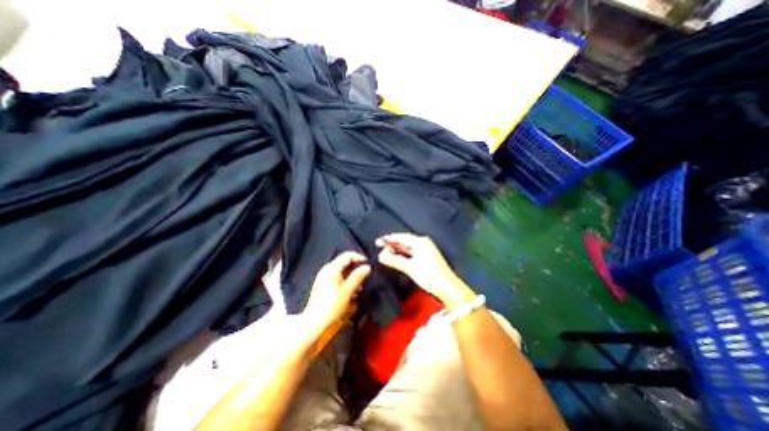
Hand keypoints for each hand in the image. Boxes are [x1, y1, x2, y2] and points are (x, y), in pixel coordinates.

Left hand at [302, 251, 371, 330]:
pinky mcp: (323, 286)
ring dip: (352, 276)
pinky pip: (336, 278)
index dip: (359, 258)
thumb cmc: (332, 305)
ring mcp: (323, 278)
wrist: (315, 323)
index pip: (347, 255)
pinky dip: (345, 282)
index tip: (368, 265)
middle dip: (356, 268)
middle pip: (344, 263)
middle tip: (365, 277)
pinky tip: (352, 292)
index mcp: (332, 268)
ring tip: (360, 287)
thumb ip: (358, 276)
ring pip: (341, 271)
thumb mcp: (348, 290)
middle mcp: (326, 270)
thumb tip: (367, 266)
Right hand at [377, 234, 479, 311]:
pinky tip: (397, 257)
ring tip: (386, 253)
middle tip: (380, 248)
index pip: (401, 237)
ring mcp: (426, 249)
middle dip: (392, 244)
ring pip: (408, 247)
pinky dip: (404, 254)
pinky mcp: (427, 256)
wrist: (447, 286)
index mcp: (420, 241)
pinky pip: (413, 252)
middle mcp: (423, 243)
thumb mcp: (409, 267)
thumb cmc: (428, 275)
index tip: (378, 241)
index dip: (389, 239)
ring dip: (398, 250)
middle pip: (405, 241)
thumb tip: (381, 256)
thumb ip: (394, 260)